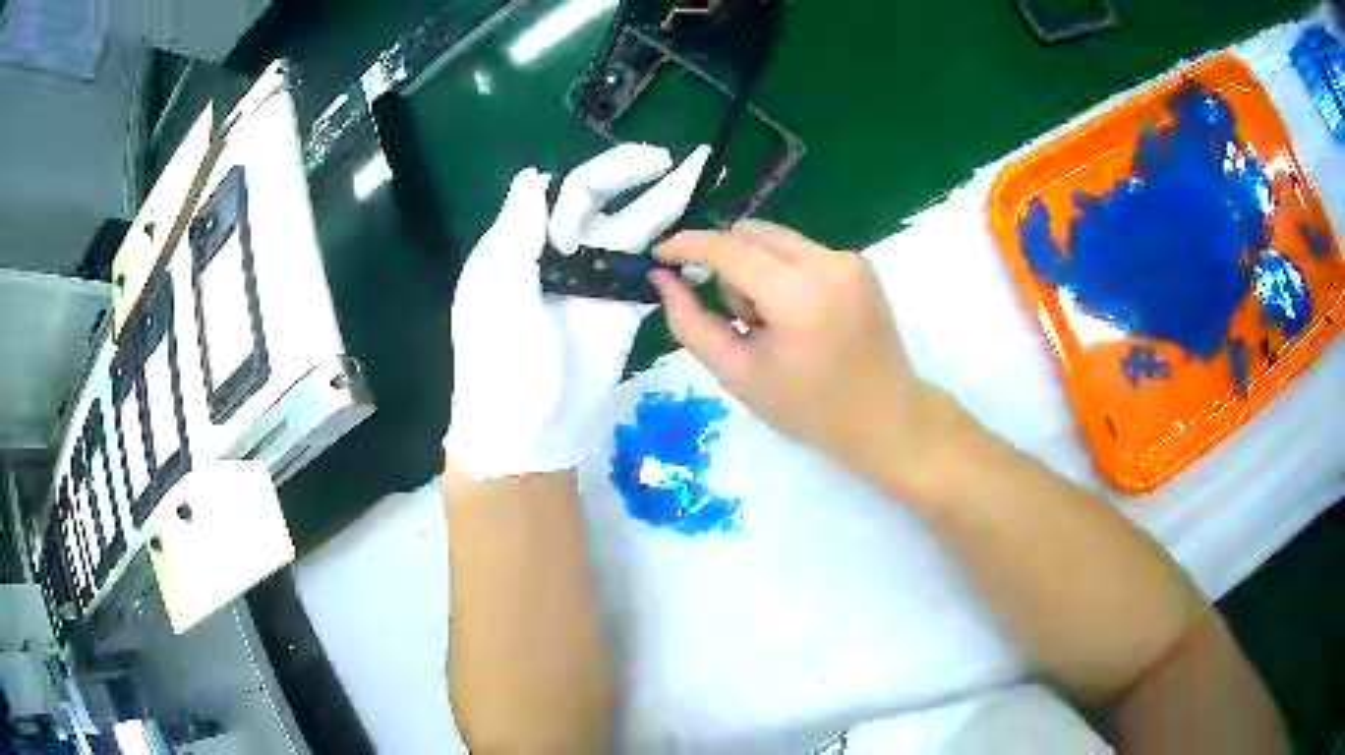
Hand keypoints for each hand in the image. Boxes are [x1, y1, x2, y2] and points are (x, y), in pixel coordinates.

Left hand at [445, 143, 710, 479]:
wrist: (528, 429)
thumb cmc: (501, 359)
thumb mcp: (497, 289)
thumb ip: (517, 229)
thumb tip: (534, 174)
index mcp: (521, 241)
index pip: (563, 191)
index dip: (601, 172)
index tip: (638, 164)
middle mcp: (558, 252)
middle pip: (601, 202)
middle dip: (634, 175)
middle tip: (671, 160)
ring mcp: (593, 280)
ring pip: (630, 231)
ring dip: (663, 203)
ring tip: (699, 172)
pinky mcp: (621, 307)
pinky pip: (645, 270)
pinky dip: (669, 252)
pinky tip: (696, 234)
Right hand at [652, 221, 967, 503]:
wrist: (887, 419)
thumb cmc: (810, 410)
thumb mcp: (738, 375)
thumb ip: (691, 323)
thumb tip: (663, 278)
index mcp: (799, 297)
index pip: (730, 249)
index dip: (687, 245)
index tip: (659, 255)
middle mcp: (828, 263)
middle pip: (752, 233)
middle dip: (726, 262)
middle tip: (735, 316)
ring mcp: (849, 259)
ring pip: (775, 239)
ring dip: (754, 267)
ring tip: (770, 322)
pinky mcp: (860, 263)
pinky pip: (801, 250)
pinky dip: (782, 272)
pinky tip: (796, 315)